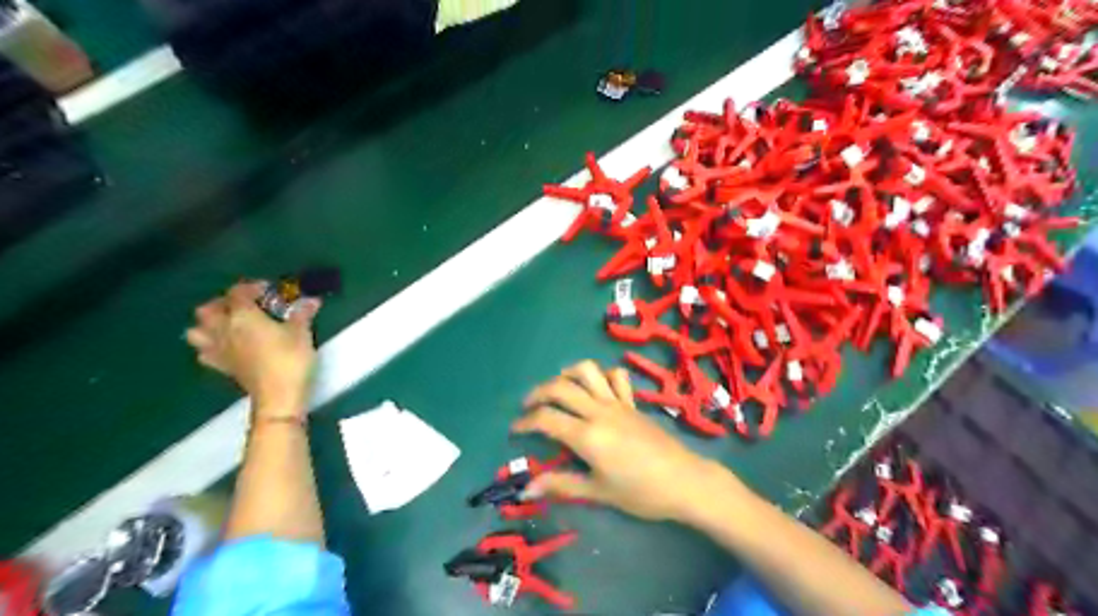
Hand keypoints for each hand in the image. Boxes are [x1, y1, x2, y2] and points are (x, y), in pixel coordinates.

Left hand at [183, 282, 319, 416]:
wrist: (278, 396)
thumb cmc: (290, 359)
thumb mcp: (302, 333)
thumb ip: (302, 314)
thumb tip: (311, 300)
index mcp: (243, 316)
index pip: (237, 293)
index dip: (251, 287)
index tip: (267, 290)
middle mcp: (224, 330)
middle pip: (208, 310)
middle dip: (222, 303)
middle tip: (243, 305)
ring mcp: (219, 350)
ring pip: (197, 331)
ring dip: (208, 324)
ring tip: (228, 324)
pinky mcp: (221, 367)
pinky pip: (205, 352)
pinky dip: (210, 346)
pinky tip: (225, 347)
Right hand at [512, 360, 739, 525]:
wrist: (684, 481)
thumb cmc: (640, 492)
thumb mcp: (597, 492)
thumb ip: (561, 484)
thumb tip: (527, 488)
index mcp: (587, 435)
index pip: (546, 418)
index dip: (525, 422)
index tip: (515, 430)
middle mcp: (599, 411)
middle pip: (560, 387)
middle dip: (537, 393)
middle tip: (528, 407)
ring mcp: (618, 403)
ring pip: (587, 371)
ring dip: (567, 374)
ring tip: (558, 389)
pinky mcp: (632, 402)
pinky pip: (616, 377)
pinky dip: (602, 376)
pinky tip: (595, 388)